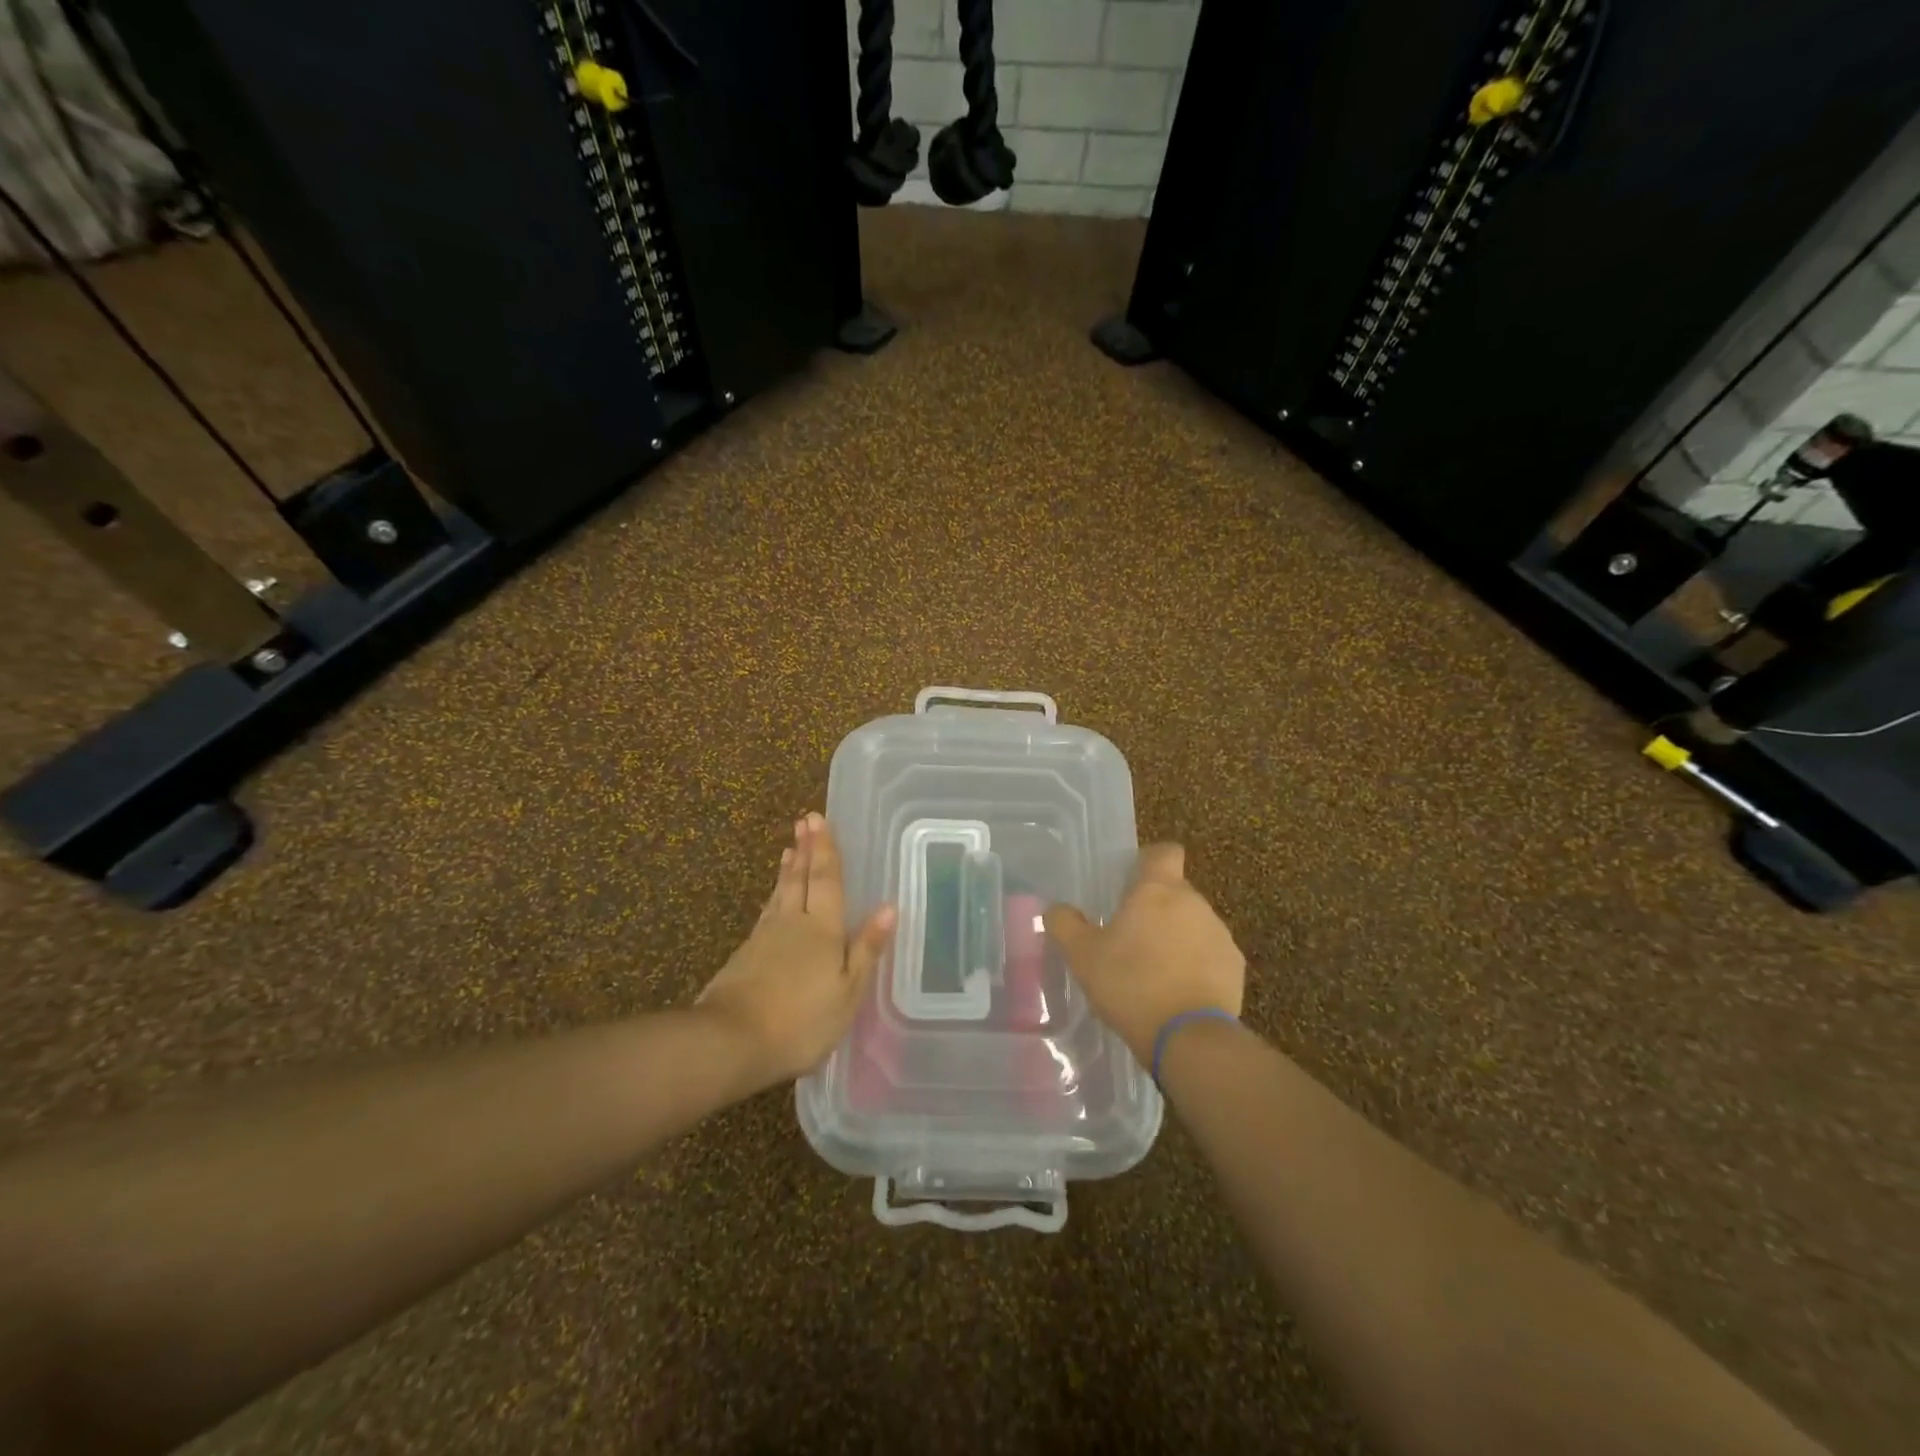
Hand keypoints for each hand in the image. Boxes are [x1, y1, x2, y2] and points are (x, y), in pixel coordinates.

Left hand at [698, 813, 896, 1086]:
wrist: (730, 1041)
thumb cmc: (801, 1021)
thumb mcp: (847, 992)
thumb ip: (866, 949)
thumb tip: (888, 907)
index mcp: (823, 929)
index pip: (826, 880)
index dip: (825, 850)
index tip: (818, 819)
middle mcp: (793, 923)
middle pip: (799, 878)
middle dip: (805, 849)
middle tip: (804, 821)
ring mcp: (765, 937)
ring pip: (780, 893)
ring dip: (788, 870)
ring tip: (789, 850)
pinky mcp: (745, 955)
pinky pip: (767, 912)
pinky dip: (774, 896)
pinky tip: (774, 900)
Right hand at [1045, 843, 1244, 1064]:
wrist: (1189, 1037)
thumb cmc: (1131, 984)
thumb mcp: (1082, 956)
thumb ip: (1065, 924)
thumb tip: (1055, 908)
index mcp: (1158, 890)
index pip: (1164, 852)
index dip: (1149, 861)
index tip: (1132, 881)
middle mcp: (1194, 903)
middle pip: (1175, 891)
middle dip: (1155, 908)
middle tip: (1128, 938)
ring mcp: (1219, 934)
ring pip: (1192, 923)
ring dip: (1175, 937)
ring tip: (1152, 971)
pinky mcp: (1235, 967)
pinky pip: (1209, 954)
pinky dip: (1195, 965)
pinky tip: (1176, 992)